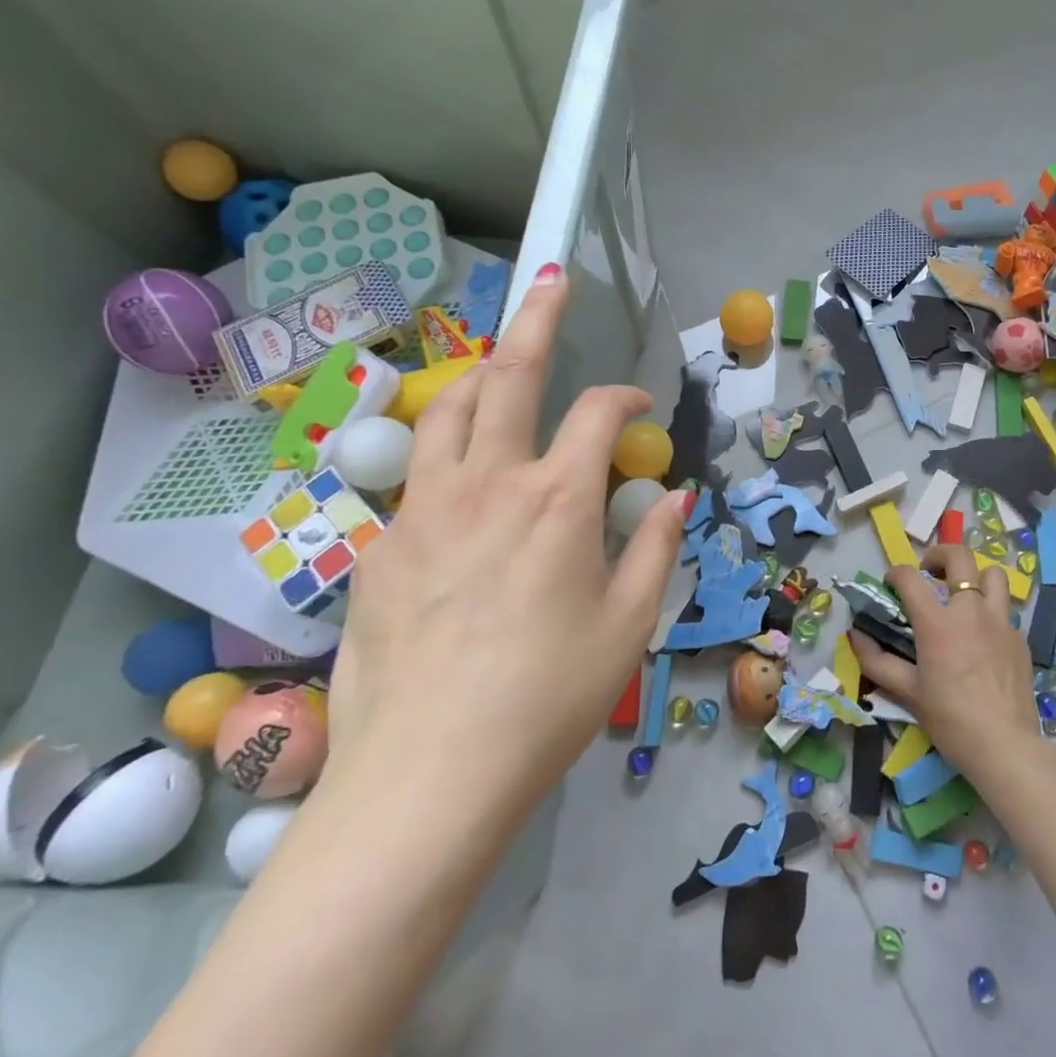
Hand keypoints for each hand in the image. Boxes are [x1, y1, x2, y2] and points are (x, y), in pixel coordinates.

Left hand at [327, 263, 690, 823]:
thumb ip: (655, 547)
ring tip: (499, 363)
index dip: (627, 399)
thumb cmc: (548, 698)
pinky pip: (418, 476)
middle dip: (537, 318)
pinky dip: (449, 454)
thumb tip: (676, 496)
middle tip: (553, 282)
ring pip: (447, 409)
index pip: (598, 415)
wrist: (429, 774)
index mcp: (557, 500)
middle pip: (510, 374)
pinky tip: (463, 487)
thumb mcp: (629, 624)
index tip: (643, 410)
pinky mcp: (379, 545)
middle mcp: (487, 483)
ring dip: (481, 373)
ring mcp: (423, 509)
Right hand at [848, 544, 1041, 778]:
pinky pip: (1005, 609)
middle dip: (939, 554)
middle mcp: (970, 610)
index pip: (910, 577)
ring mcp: (1000, 621)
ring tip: (963, 594)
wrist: (1005, 746)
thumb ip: (877, 661)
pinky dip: (990, 610)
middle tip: (929, 571)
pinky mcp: (1020, 638)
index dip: (896, 573)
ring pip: (993, 574)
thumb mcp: (907, 692)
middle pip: (959, 556)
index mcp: (937, 622)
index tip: (892, 583)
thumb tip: (854, 636)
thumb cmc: (950, 719)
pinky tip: (982, 635)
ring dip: (974, 576)